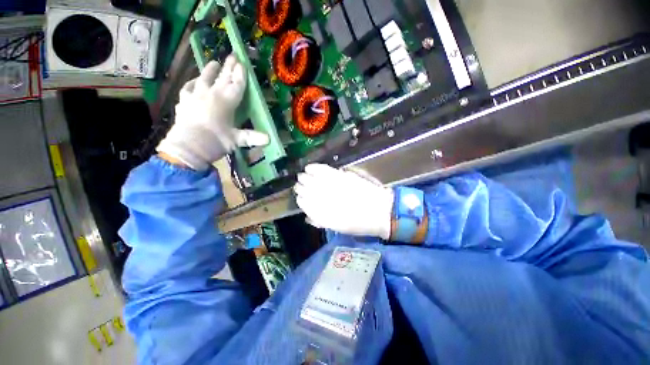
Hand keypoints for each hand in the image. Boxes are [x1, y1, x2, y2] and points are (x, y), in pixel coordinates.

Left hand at [157, 55, 268, 170]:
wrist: (187, 147)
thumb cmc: (215, 142)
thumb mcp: (237, 140)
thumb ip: (252, 137)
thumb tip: (269, 140)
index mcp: (226, 101)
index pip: (236, 85)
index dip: (241, 75)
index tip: (243, 63)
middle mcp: (211, 94)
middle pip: (222, 78)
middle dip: (229, 67)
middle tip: (233, 55)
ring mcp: (195, 96)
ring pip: (203, 78)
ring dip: (210, 70)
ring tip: (213, 62)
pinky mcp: (184, 102)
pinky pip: (188, 88)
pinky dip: (192, 83)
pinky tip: (194, 82)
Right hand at [294, 164, 393, 239]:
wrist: (380, 211)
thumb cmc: (360, 223)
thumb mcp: (337, 227)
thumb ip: (320, 220)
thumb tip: (308, 216)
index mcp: (322, 214)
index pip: (304, 203)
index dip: (300, 199)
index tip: (299, 197)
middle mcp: (324, 200)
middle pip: (305, 190)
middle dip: (300, 187)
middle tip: (299, 185)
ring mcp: (332, 187)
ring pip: (311, 180)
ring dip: (304, 178)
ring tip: (302, 176)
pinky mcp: (341, 177)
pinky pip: (323, 170)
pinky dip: (314, 168)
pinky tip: (309, 167)